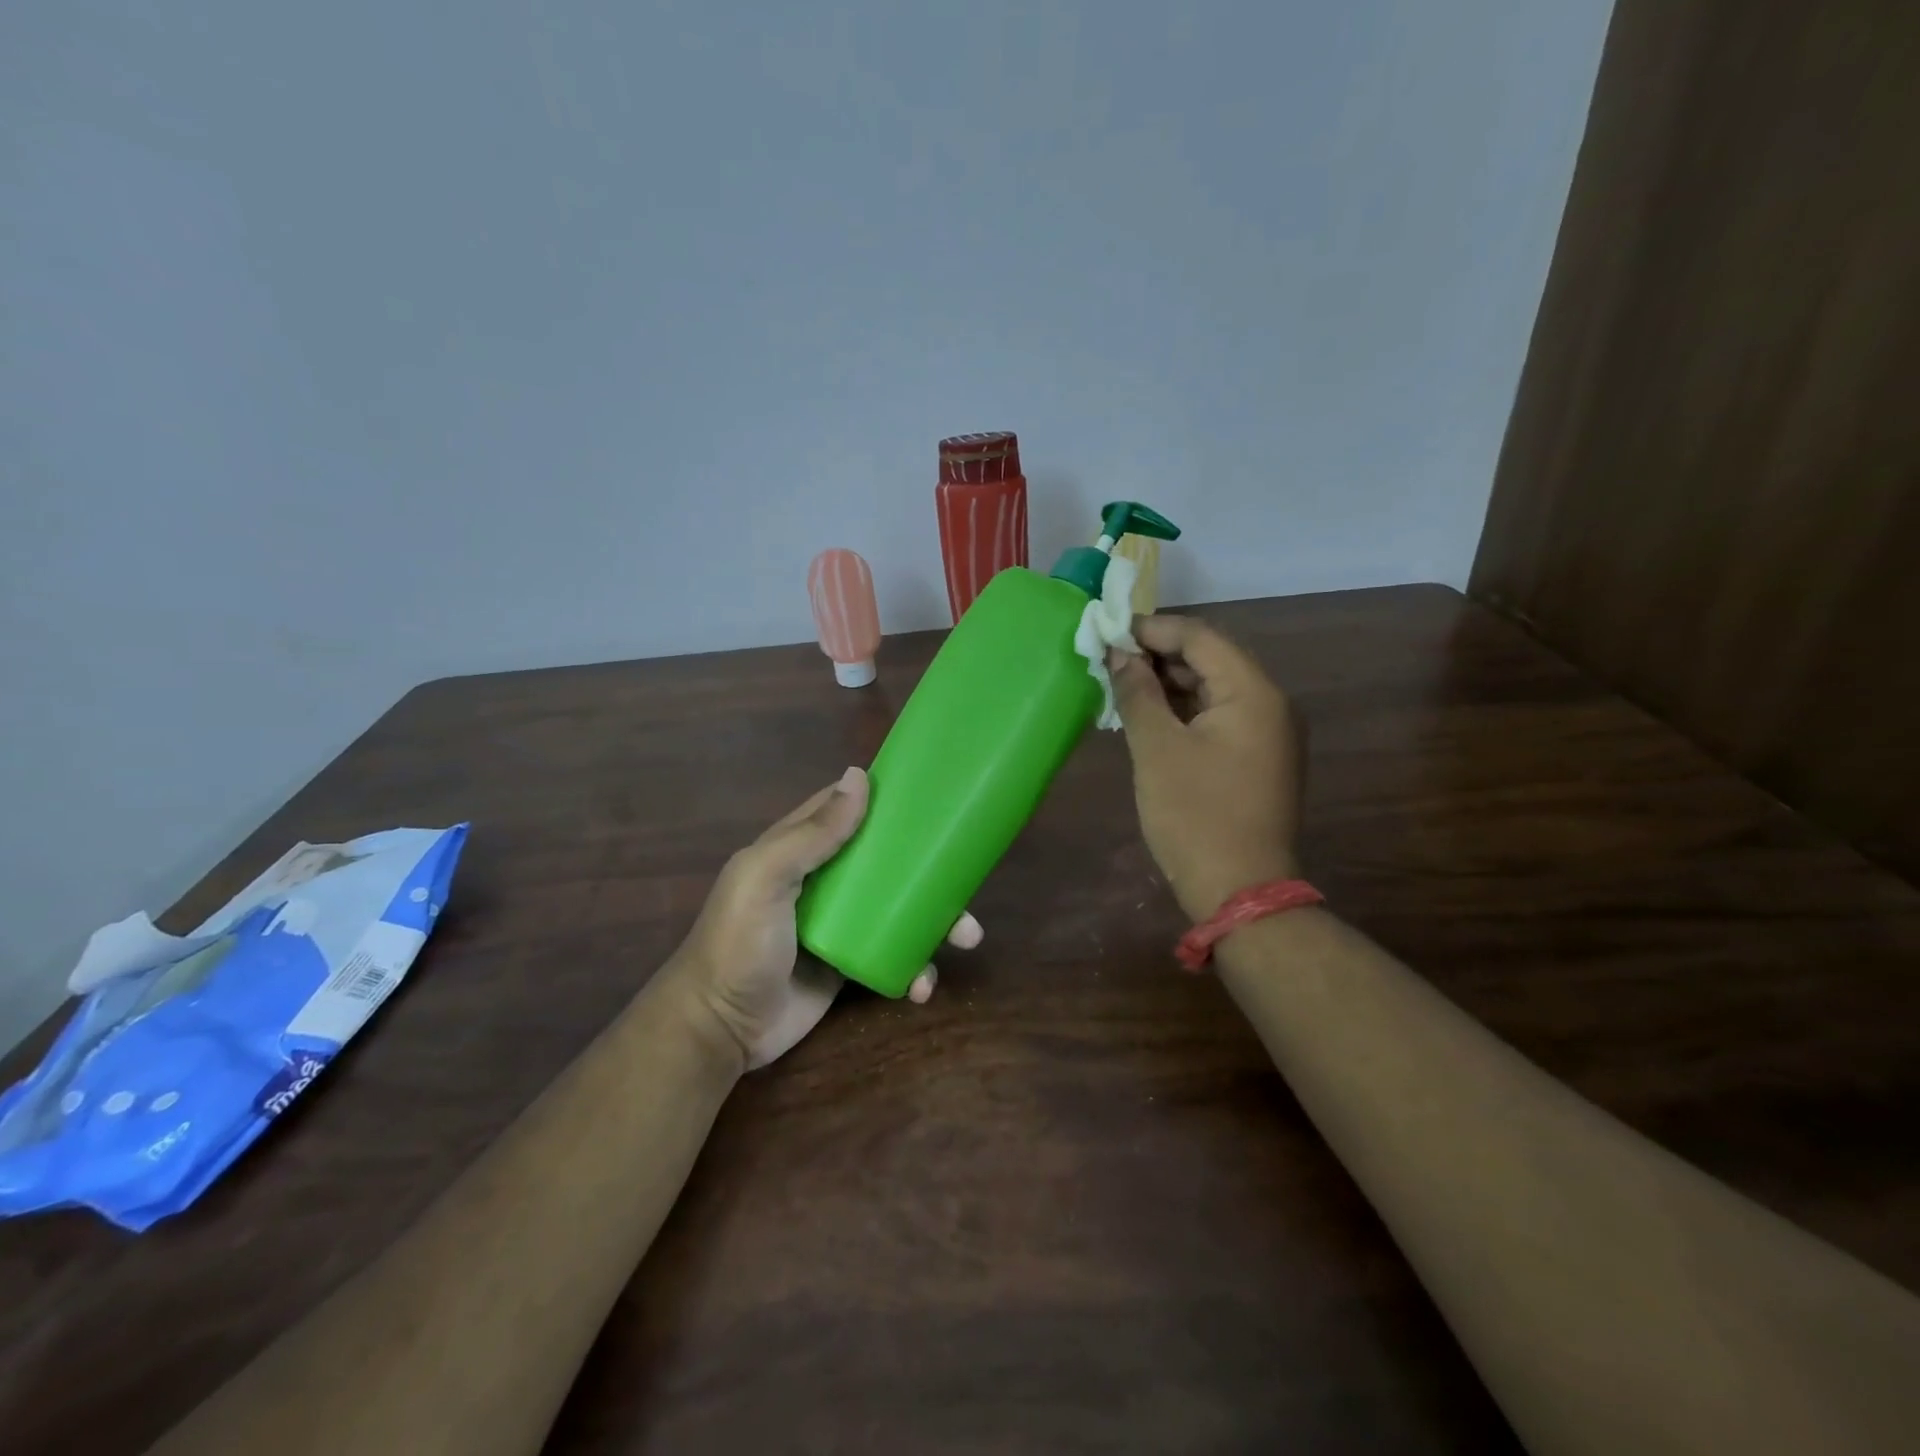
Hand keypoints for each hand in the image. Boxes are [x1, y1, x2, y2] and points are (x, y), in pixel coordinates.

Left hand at [670, 767, 981, 1070]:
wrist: (719, 1031)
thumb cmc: (738, 944)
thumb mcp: (765, 879)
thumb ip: (811, 833)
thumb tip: (859, 775)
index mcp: (799, 848)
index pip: (847, 809)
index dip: (887, 800)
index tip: (935, 796)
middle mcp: (824, 880)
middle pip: (887, 861)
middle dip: (929, 870)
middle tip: (966, 887)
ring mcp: (840, 924)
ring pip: (899, 908)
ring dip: (936, 921)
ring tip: (966, 938)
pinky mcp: (850, 965)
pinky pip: (893, 955)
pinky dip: (914, 968)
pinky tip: (922, 987)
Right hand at [1108, 615, 1303, 920]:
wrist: (1239, 891)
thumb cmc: (1195, 815)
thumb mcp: (1156, 749)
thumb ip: (1138, 694)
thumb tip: (1120, 655)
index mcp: (1253, 693)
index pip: (1201, 637)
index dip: (1152, 629)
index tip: (1108, 632)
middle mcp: (1270, 704)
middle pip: (1210, 659)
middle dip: (1158, 655)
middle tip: (1108, 660)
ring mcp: (1268, 734)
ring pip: (1212, 689)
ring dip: (1168, 684)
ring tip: (1121, 686)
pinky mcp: (1257, 759)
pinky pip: (1218, 717)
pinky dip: (1183, 711)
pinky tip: (1148, 717)